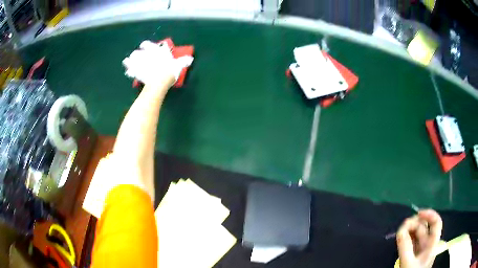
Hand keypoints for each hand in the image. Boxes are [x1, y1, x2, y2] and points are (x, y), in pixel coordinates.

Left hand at [122, 40, 193, 86]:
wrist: (160, 80)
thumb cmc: (170, 70)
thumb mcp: (178, 65)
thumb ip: (183, 61)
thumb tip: (190, 59)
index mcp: (156, 51)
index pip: (149, 45)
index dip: (146, 45)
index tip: (143, 45)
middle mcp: (146, 55)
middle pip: (139, 52)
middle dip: (137, 53)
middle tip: (135, 54)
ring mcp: (141, 64)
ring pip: (133, 60)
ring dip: (130, 61)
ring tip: (126, 60)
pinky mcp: (137, 73)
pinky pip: (131, 71)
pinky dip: (129, 71)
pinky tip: (127, 72)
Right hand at [396, 209, 442, 267]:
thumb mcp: (407, 263)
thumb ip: (405, 247)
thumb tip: (400, 230)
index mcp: (432, 244)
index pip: (436, 223)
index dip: (429, 214)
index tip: (417, 213)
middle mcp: (428, 244)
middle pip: (424, 228)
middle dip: (414, 224)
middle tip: (401, 228)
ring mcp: (421, 250)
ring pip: (417, 235)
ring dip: (409, 231)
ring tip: (400, 234)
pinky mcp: (414, 255)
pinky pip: (412, 242)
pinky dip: (407, 238)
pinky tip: (401, 240)